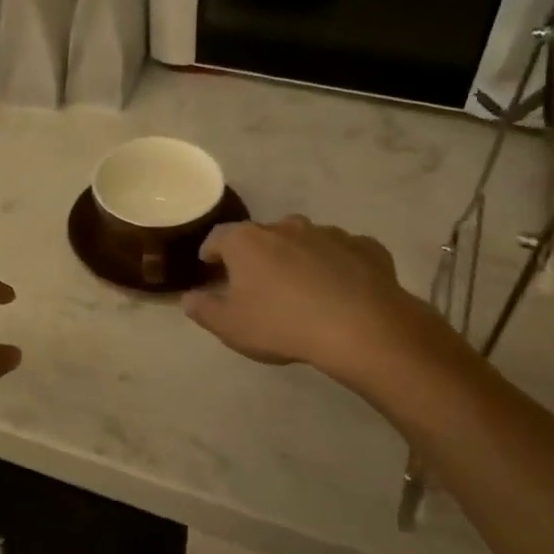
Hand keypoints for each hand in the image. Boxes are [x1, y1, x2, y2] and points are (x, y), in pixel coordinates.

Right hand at [182, 216, 431, 380]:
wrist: (360, 327)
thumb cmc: (282, 325)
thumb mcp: (231, 327)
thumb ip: (204, 310)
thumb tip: (188, 298)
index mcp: (248, 242)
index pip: (219, 237)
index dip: (211, 251)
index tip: (210, 265)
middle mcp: (287, 227)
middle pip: (263, 235)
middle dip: (257, 254)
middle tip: (257, 281)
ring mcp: (329, 233)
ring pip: (305, 240)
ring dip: (298, 257)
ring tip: (301, 286)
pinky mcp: (365, 247)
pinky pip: (344, 252)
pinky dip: (338, 265)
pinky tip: (342, 289)